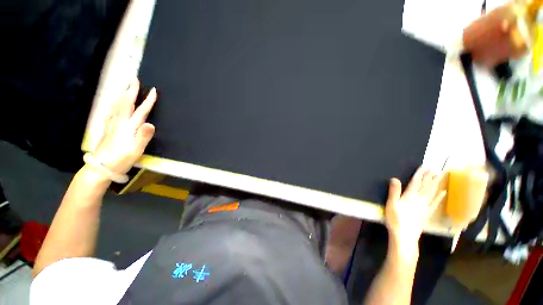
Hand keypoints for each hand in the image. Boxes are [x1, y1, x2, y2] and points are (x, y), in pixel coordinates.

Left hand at [94, 79, 156, 173]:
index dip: (147, 101)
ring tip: (124, 87)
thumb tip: (151, 123)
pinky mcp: (108, 129)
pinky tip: (113, 104)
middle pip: (125, 104)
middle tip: (134, 79)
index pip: (140, 111)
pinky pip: (111, 112)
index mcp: (128, 128)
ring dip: (122, 95)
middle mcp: (119, 123)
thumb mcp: (135, 151)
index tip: (153, 90)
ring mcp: (112, 125)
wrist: (100, 168)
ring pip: (116, 106)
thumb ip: (143, 137)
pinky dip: (114, 105)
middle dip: (130, 91)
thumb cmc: (120, 160)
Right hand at [385, 168, 445, 255]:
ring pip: (431, 193)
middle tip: (434, 169)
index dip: (419, 175)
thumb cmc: (395, 219)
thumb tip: (395, 179)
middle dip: (429, 177)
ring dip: (435, 184)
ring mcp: (425, 207)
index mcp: (410, 197)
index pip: (416, 183)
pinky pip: (435, 203)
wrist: (405, 236)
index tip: (423, 167)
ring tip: (439, 176)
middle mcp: (419, 200)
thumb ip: (394, 192)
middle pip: (426, 187)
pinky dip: (439, 197)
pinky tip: (443, 192)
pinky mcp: (427, 213)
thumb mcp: (391, 204)